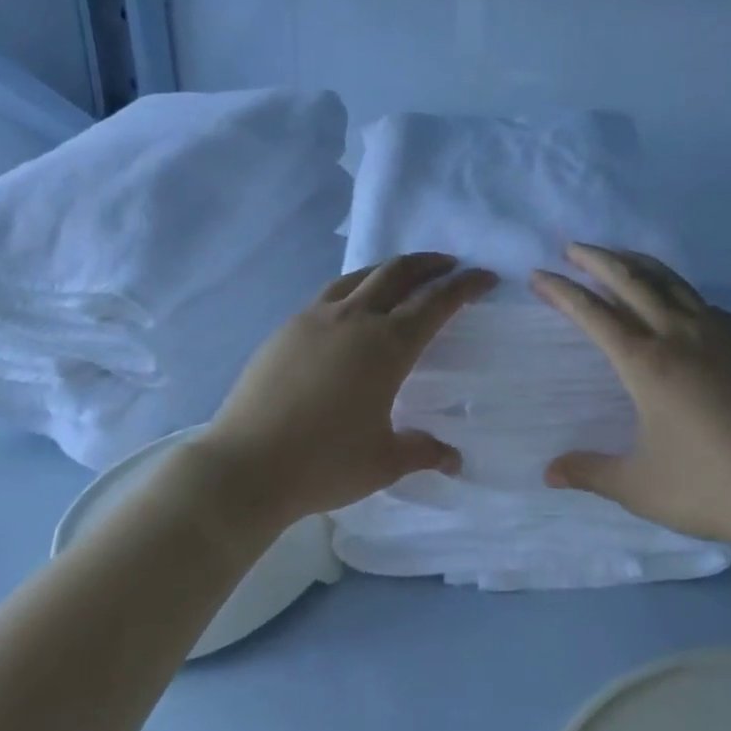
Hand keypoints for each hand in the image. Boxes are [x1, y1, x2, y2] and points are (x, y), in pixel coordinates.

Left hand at [189, 253, 497, 529]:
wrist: (245, 466)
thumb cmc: (324, 463)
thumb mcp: (384, 462)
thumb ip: (423, 451)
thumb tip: (454, 458)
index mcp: (387, 346)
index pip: (437, 302)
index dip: (465, 286)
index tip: (485, 277)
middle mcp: (354, 320)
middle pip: (398, 273)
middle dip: (430, 264)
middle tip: (450, 266)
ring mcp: (315, 319)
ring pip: (360, 276)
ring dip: (390, 269)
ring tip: (403, 277)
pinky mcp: (286, 329)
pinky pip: (330, 294)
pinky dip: (355, 287)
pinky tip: (352, 308)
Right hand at [530, 243, 730, 546]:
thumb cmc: (708, 486)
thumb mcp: (638, 486)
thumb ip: (590, 471)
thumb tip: (549, 471)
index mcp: (646, 364)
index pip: (593, 314)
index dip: (562, 291)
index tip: (539, 275)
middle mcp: (679, 335)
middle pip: (631, 281)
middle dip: (597, 259)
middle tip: (572, 248)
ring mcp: (719, 334)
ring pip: (671, 282)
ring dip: (637, 264)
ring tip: (617, 255)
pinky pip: (703, 303)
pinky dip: (677, 290)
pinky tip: (675, 301)